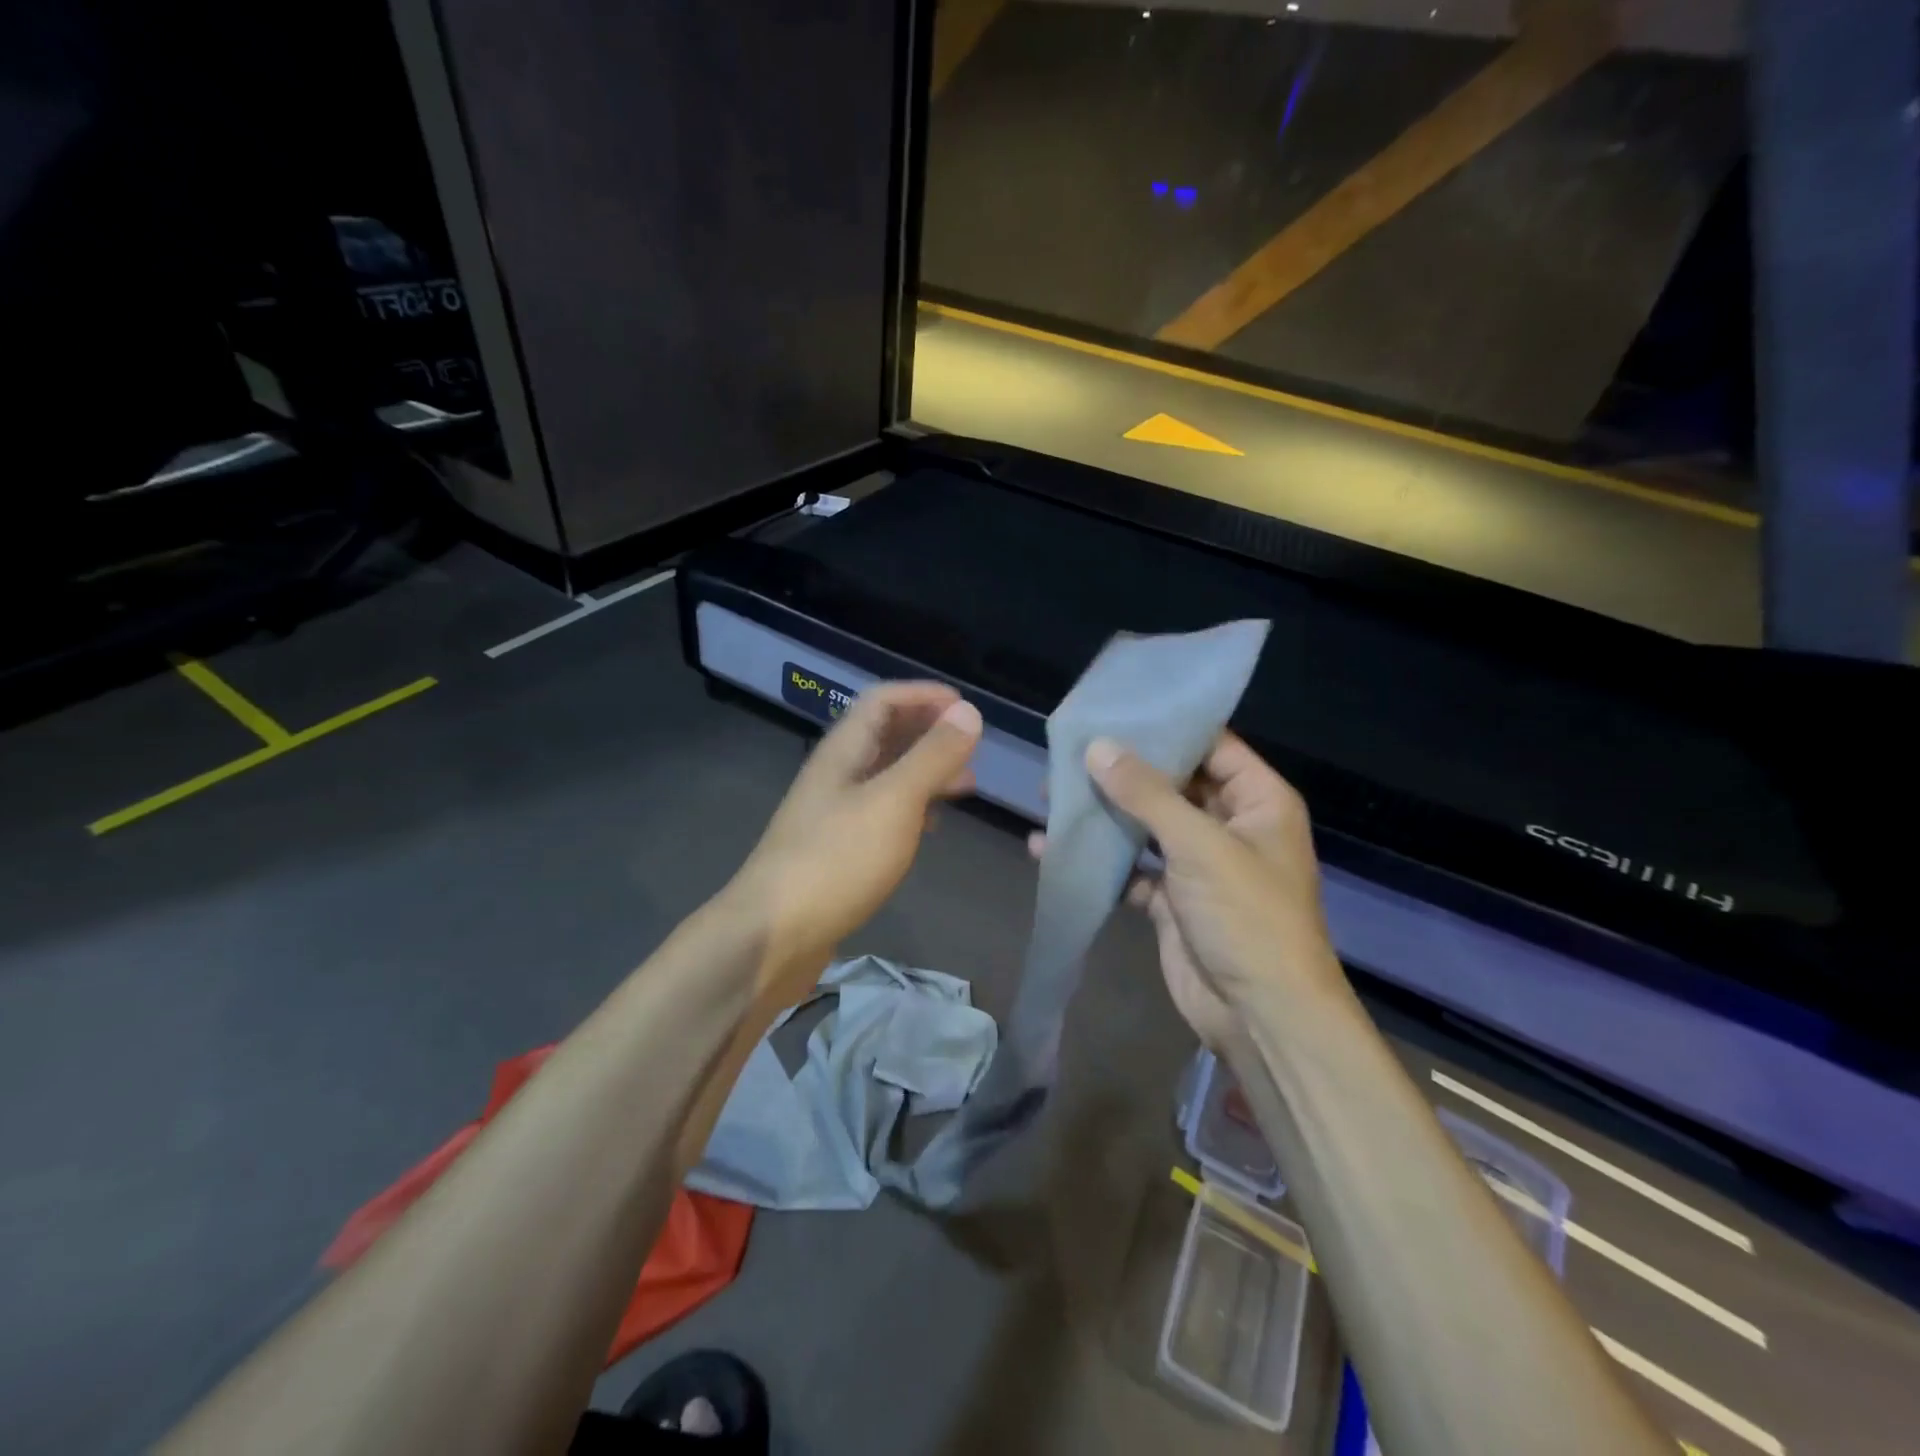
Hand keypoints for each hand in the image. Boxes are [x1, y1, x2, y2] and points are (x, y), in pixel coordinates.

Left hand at [733, 682, 982, 1001]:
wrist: (772, 936)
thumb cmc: (836, 860)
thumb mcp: (894, 802)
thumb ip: (932, 757)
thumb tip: (968, 711)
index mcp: (843, 752)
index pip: (882, 700)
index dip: (923, 695)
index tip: (965, 706)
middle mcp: (836, 775)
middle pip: (884, 735)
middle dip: (928, 732)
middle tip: (972, 747)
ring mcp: (833, 815)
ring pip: (885, 776)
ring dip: (924, 771)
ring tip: (965, 785)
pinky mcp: (837, 851)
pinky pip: (881, 814)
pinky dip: (912, 808)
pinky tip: (930, 827)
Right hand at [1029, 733, 1341, 1047]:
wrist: (1260, 1016)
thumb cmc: (1246, 917)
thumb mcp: (1199, 845)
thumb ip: (1146, 794)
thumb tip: (1097, 747)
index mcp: (1258, 801)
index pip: (1213, 746)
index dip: (1168, 729)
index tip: (1114, 711)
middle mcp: (1230, 825)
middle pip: (1172, 784)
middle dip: (1123, 772)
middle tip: (1069, 752)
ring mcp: (1198, 864)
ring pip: (1146, 826)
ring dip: (1105, 815)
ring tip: (1051, 795)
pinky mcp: (1171, 899)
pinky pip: (1130, 868)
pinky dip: (1099, 860)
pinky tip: (1052, 848)